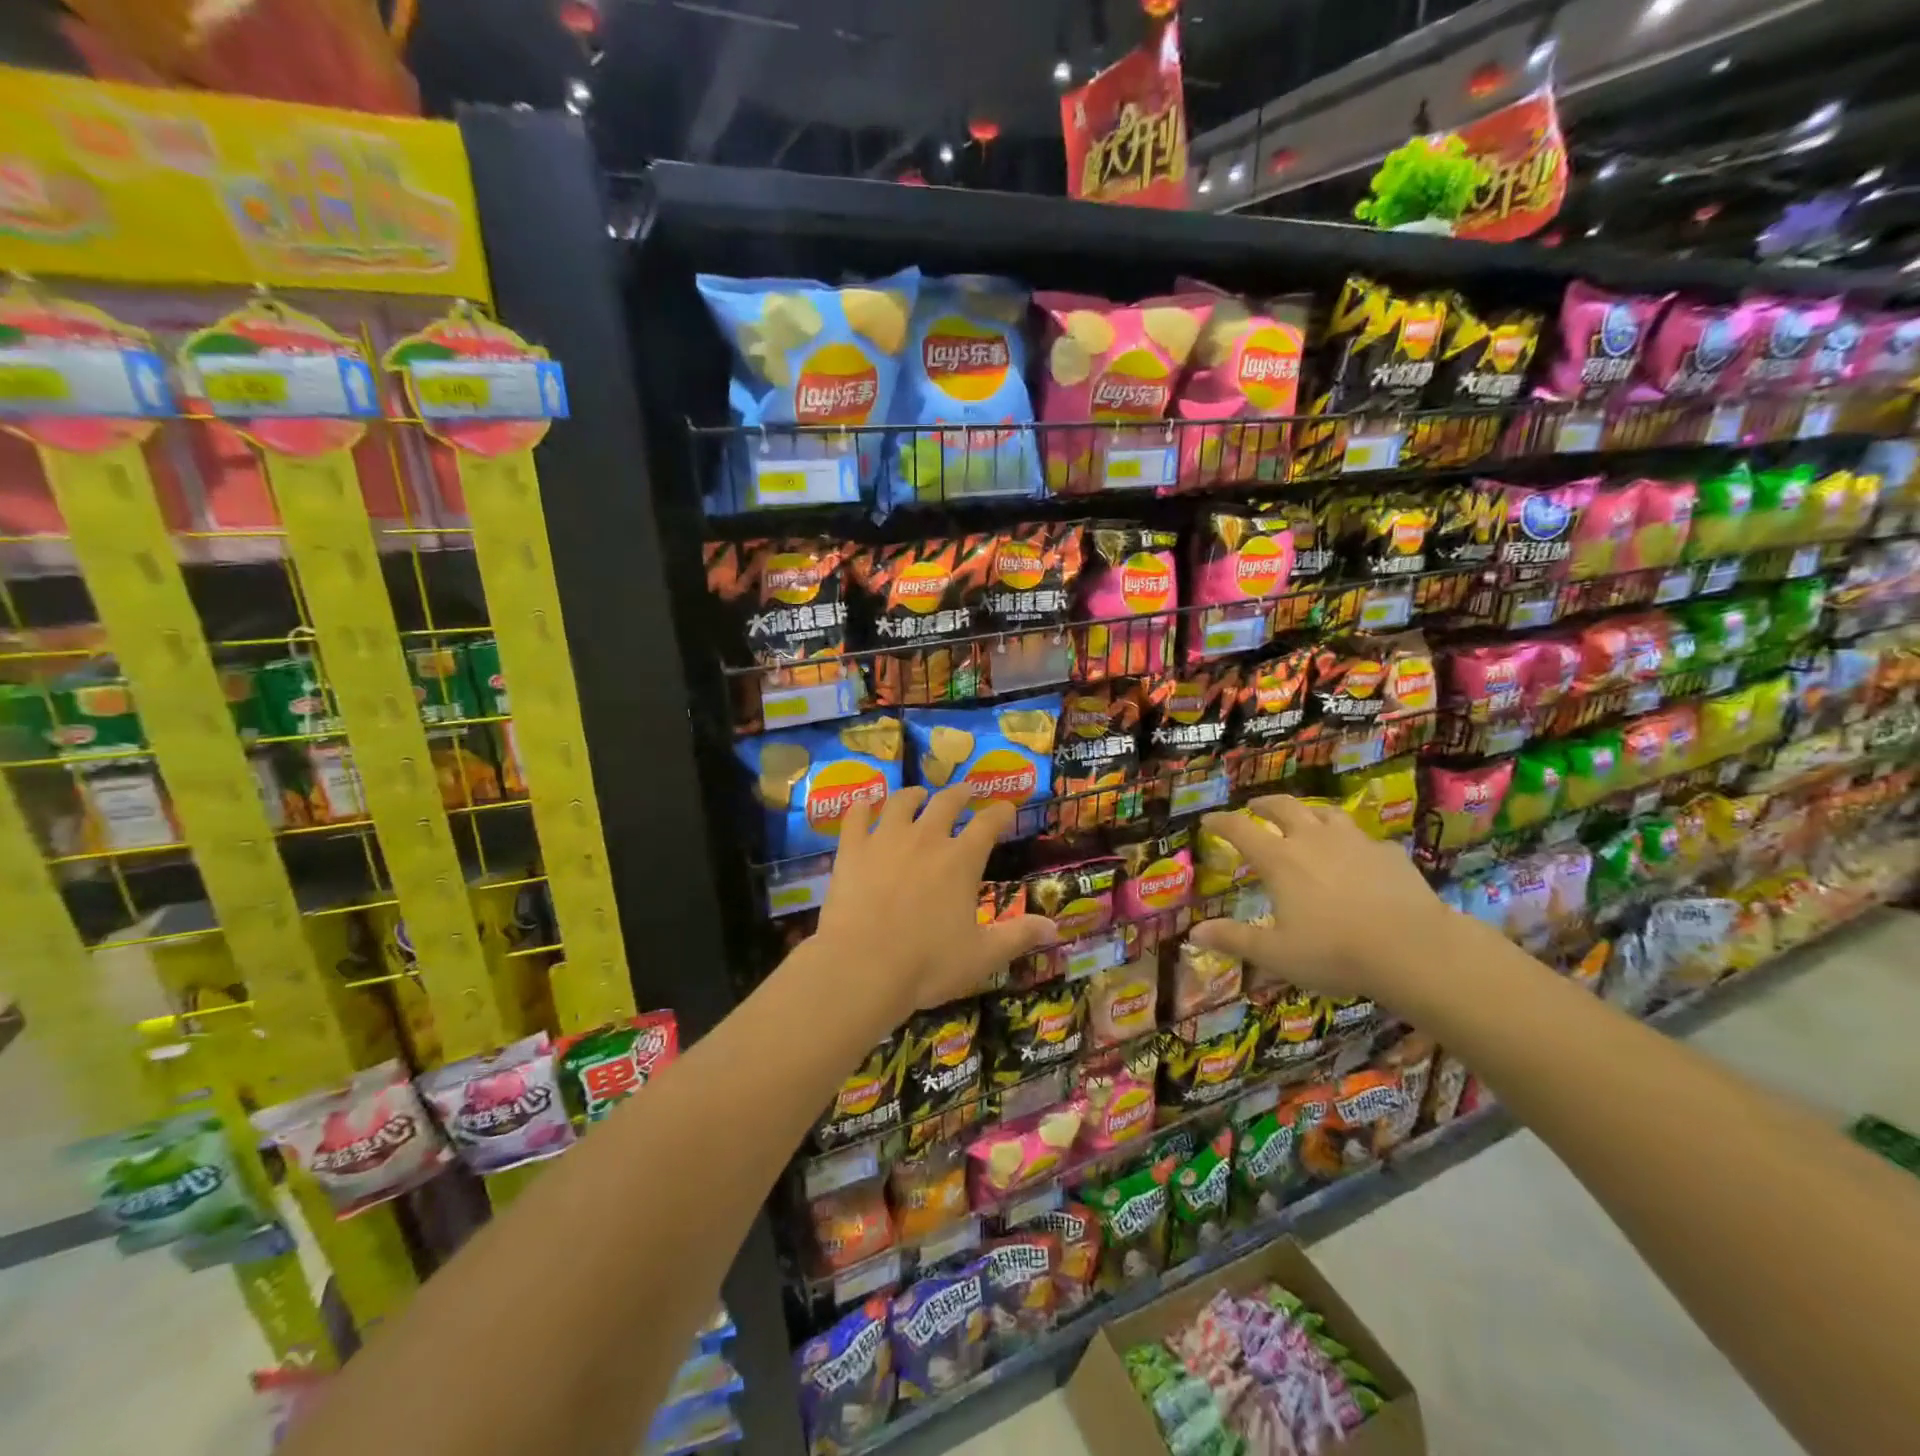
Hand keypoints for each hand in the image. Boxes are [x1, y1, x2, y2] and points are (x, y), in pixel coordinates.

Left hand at [813, 785, 1058, 1026]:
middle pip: (946, 803)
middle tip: (967, 791)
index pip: (988, 824)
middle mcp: (926, 839)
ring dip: (913, 794)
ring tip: (918, 794)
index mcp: (961, 861)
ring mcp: (885, 840)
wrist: (862, 967)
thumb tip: (1055, 927)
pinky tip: (864, 802)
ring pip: (901, 803)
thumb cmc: (927, 964)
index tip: (1007, 808)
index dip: (1001, 813)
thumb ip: (1018, 937)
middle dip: (961, 794)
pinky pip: (856, 816)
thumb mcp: (982, 956)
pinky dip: (862, 806)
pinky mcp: (852, 850)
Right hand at [1188, 795, 1454, 1006]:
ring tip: (1304, 819)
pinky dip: (1350, 840)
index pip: (1240, 829)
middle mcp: (1312, 839)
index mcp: (1279, 860)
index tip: (1208, 820)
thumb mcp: (1276, 953)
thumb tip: (1193, 934)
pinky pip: (1363, 837)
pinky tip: (1356, 854)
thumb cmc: (1335, 951)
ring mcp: (1354, 841)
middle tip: (1254, 808)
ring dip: (1308, 812)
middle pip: (1283, 807)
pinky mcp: (1388, 852)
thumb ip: (1234, 939)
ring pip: (1325, 812)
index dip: (1220, 822)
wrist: (1414, 949)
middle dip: (1263, 804)